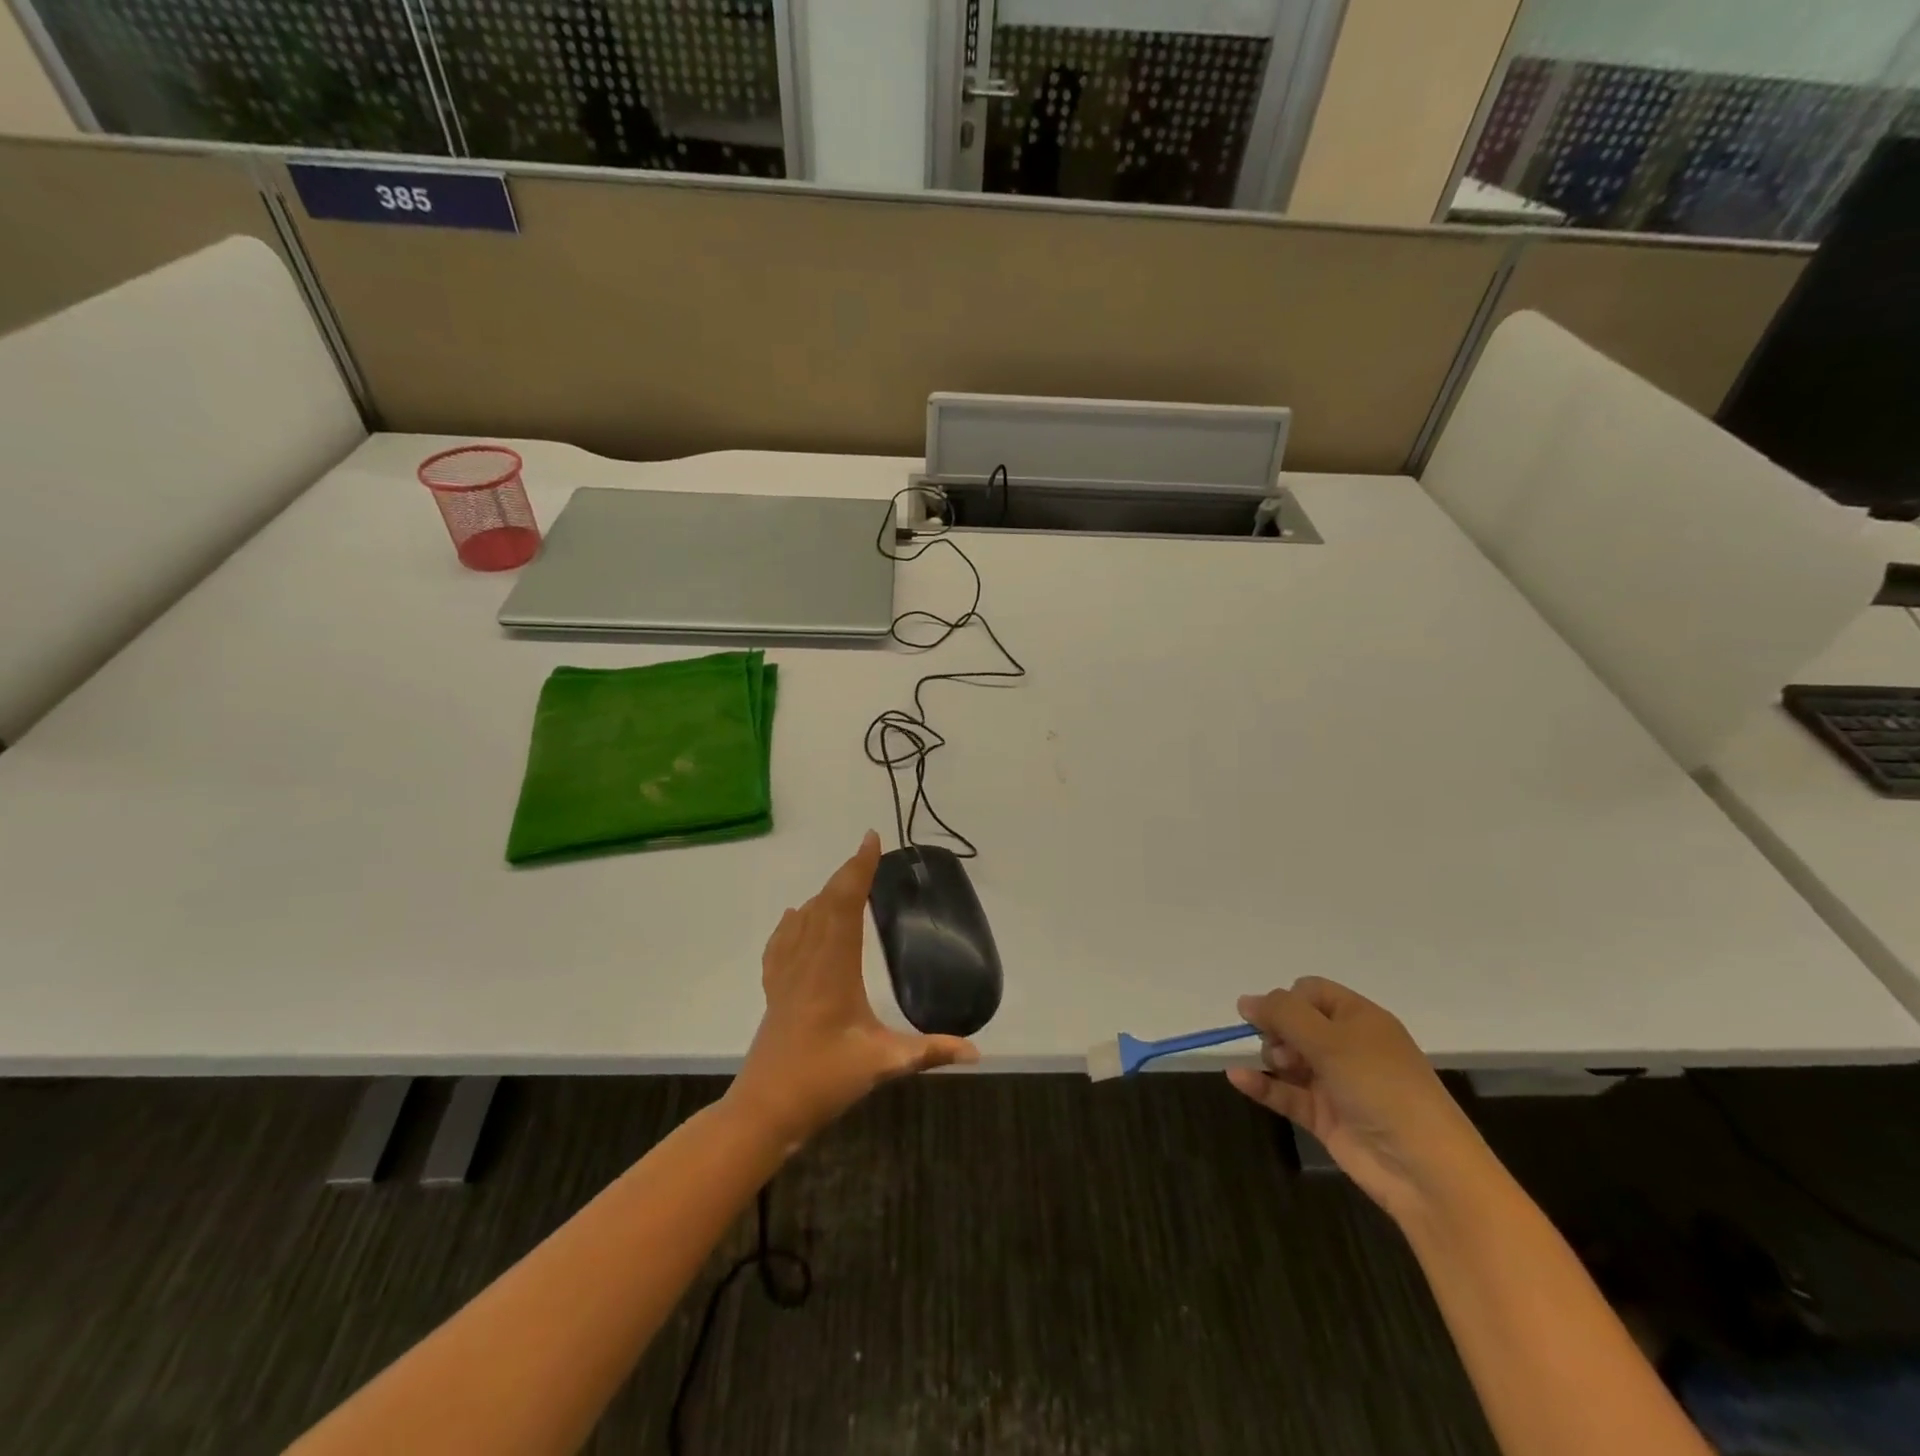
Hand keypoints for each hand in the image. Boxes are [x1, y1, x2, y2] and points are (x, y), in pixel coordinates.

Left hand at [726, 831, 978, 1151]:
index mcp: (834, 968)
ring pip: (803, 919)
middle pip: (824, 903)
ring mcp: (786, 974)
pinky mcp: (774, 990)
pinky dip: (792, 922)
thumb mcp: (882, 1065)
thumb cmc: (823, 1082)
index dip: (859, 869)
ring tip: (844, 882)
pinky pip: (781, 942)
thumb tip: (976, 1052)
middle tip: (867, 854)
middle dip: (846, 874)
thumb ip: (929, 1052)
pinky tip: (794, 918)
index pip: (845, 904)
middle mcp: (807, 960)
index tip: (871, 839)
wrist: (764, 1111)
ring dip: (823, 894)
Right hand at [1228, 977, 1488, 1225]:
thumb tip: (1245, 1001)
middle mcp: (1347, 1046)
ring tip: (1280, 1067)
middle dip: (1278, 1030)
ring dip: (1272, 1057)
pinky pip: (1286, 1093)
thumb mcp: (1330, 1040)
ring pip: (1289, 1058)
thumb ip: (1283, 1014)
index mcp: (1359, 1018)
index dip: (1287, 999)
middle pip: (1295, 1023)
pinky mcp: (1326, 1117)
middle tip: (1282, 1048)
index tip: (1274, 1016)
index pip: (1311, 991)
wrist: (1424, 1168)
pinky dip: (1263, 1085)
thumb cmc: (1380, 1086)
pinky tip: (1237, 1078)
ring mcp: (1336, 1083)